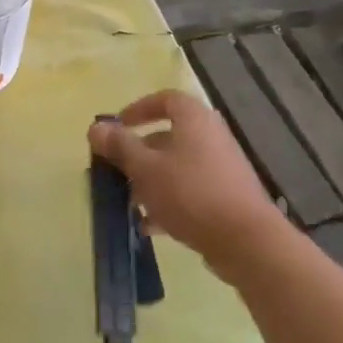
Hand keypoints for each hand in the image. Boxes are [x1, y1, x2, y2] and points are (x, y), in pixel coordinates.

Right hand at [87, 90, 285, 279]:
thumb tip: (96, 127)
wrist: (246, 242)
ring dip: (151, 181)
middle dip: (139, 153)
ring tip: (129, 202)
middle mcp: (212, 138)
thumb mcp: (145, 168)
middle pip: (169, 136)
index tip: (117, 127)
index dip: (139, 109)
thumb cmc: (190, 194)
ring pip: (178, 167)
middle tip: (117, 170)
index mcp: (194, 120)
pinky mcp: (228, 198)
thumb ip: (119, 146)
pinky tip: (149, 225)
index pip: (166, 99)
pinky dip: (169, 202)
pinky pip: (191, 191)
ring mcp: (223, 169)